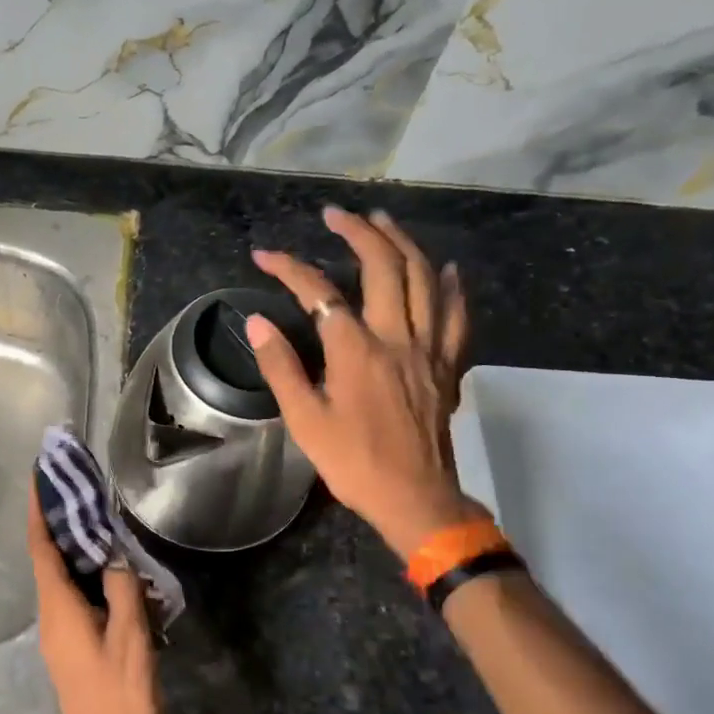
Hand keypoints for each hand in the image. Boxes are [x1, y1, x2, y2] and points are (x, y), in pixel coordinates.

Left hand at [27, 490, 158, 713]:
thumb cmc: (121, 699)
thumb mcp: (130, 640)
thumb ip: (122, 590)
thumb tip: (115, 556)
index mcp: (59, 610)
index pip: (41, 547)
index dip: (38, 510)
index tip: (39, 475)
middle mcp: (51, 617)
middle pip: (49, 558)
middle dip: (58, 521)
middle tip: (80, 487)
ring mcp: (60, 634)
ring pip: (63, 577)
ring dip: (76, 547)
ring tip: (101, 518)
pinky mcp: (73, 646)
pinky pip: (76, 597)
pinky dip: (89, 574)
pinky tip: (116, 570)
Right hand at [248, 206, 483, 559]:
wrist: (414, 498)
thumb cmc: (353, 463)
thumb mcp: (305, 421)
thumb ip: (281, 368)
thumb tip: (257, 323)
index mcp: (356, 351)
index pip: (319, 293)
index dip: (289, 268)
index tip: (264, 255)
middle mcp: (397, 338)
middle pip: (383, 267)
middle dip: (358, 232)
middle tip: (336, 215)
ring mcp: (429, 349)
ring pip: (424, 279)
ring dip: (402, 243)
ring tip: (383, 221)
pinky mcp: (447, 366)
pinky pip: (456, 316)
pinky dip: (450, 286)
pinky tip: (444, 268)